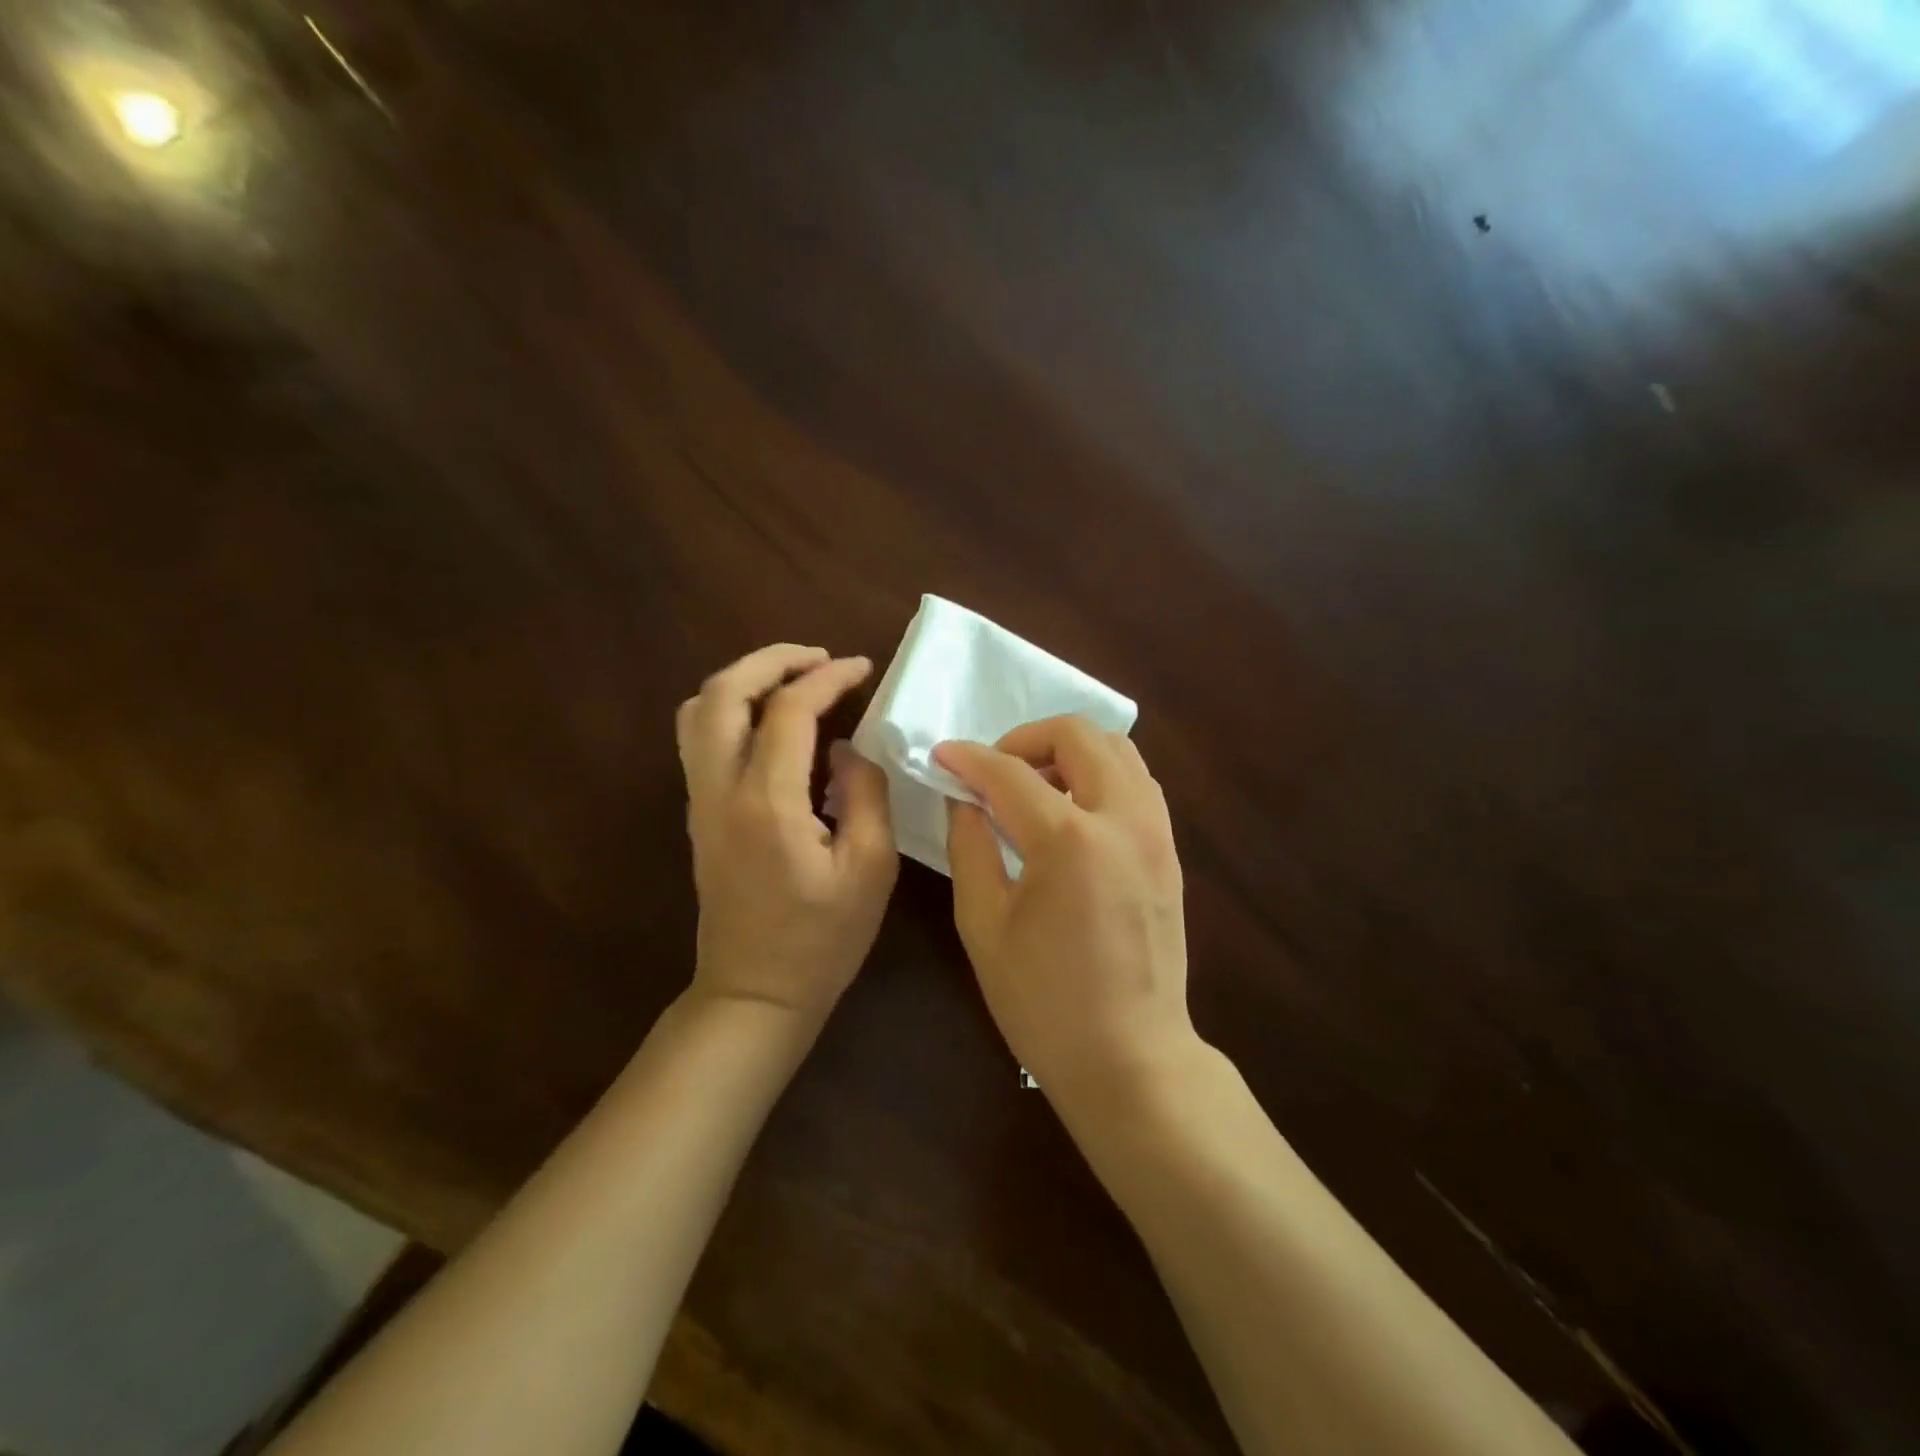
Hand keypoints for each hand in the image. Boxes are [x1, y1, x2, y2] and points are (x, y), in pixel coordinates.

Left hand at [677, 644, 897, 1021]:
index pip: (789, 711)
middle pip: (723, 692)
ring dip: (744, 680)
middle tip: (820, 658)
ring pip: (699, 711)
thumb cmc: (822, 940)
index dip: (828, 678)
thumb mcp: (871, 869)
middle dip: (772, 660)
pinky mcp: (699, 815)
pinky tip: (772, 722)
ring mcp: (701, 802)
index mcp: (768, 803)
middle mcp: (720, 791)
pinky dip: (732, 708)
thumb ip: (865, 794)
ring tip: (793, 680)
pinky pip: (700, 738)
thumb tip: (846, 749)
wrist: (755, 994)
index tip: (862, 667)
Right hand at [935, 716, 1195, 1096]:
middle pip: (1079, 734)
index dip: (969, 759)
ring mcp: (1156, 832)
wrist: (1130, 1057)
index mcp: (1069, 840)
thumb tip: (965, 800)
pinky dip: (1100, 774)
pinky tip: (1071, 811)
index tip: (942, 756)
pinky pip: (1137, 782)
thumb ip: (970, 847)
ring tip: (1034, 785)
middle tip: (994, 771)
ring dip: (1069, 750)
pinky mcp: (1170, 850)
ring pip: (1118, 749)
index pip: (1010, 773)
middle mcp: (1123, 819)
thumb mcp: (984, 925)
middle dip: (1026, 738)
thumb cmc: (1044, 1002)